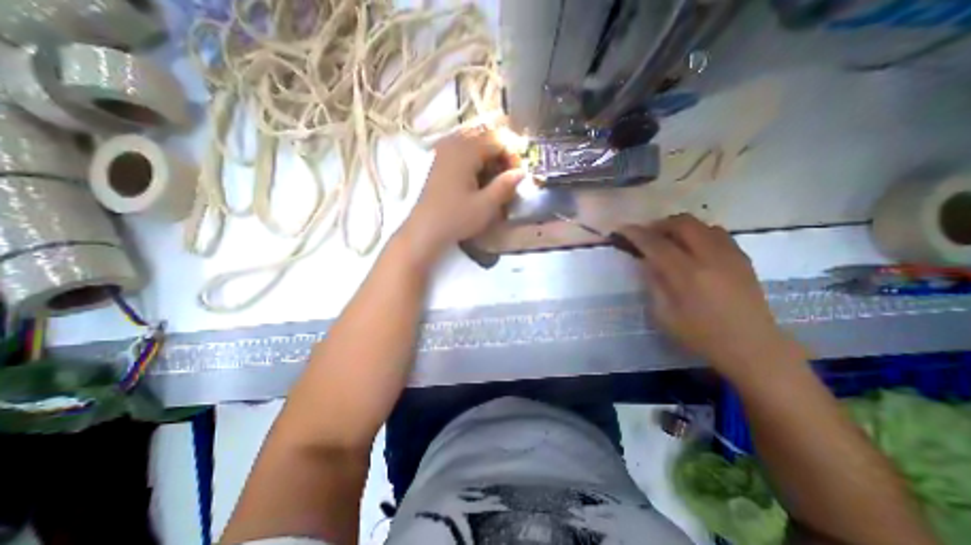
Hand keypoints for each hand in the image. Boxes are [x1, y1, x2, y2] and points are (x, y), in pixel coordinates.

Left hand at [398, 125, 526, 266]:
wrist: (425, 230)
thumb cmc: (456, 218)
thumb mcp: (486, 206)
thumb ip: (505, 186)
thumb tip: (521, 172)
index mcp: (465, 150)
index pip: (498, 139)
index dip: (512, 156)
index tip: (517, 176)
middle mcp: (453, 143)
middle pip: (486, 137)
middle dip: (502, 155)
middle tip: (508, 177)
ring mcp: (443, 151)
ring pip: (475, 143)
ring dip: (489, 157)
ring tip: (495, 179)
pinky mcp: (440, 161)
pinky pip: (463, 150)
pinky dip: (476, 160)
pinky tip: (479, 179)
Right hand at [617, 215, 809, 379]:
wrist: (752, 346)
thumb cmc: (701, 335)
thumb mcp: (664, 315)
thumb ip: (653, 284)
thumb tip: (646, 261)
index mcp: (686, 274)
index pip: (656, 243)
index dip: (636, 233)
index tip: (622, 229)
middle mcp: (709, 257)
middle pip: (682, 223)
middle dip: (659, 224)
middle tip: (647, 235)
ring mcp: (730, 255)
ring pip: (701, 224)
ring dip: (679, 227)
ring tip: (669, 240)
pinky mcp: (742, 258)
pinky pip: (717, 233)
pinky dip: (698, 233)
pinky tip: (693, 248)